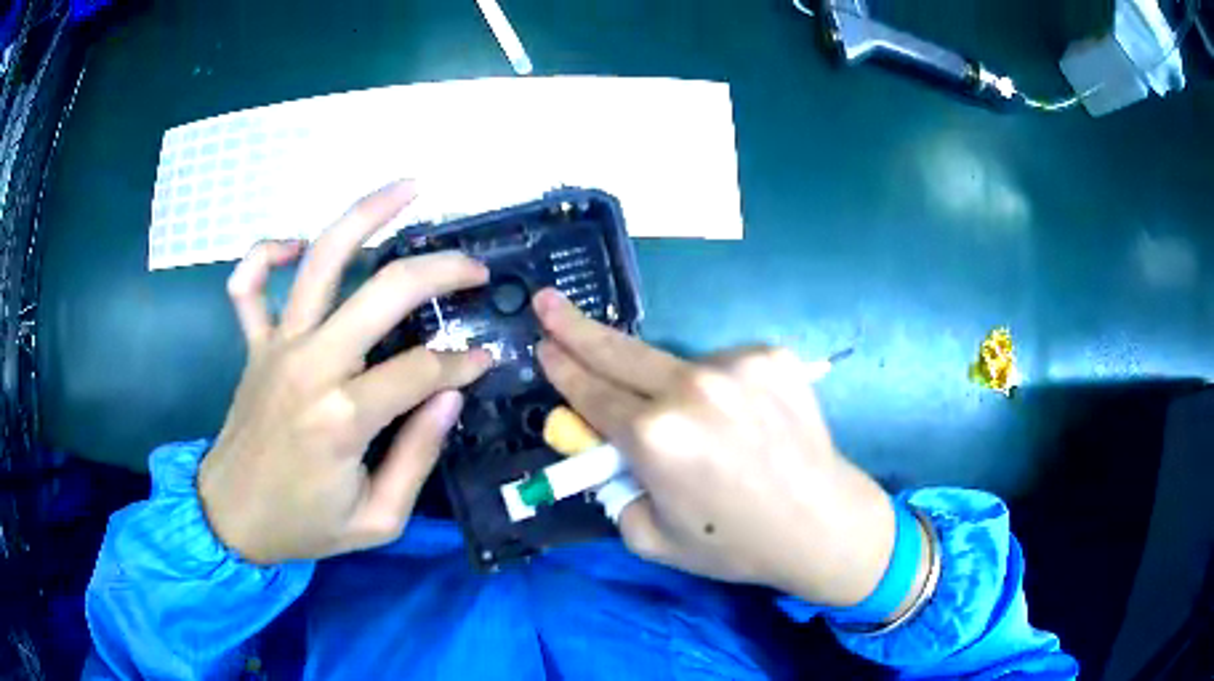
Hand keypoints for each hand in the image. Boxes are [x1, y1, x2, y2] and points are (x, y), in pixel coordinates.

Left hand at [198, 181, 491, 564]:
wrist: (231, 520)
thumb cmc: (304, 526)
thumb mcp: (378, 519)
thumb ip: (418, 456)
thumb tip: (450, 396)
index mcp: (343, 416)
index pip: (423, 368)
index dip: (463, 364)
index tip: (484, 363)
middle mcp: (310, 364)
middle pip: (385, 290)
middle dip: (442, 271)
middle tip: (475, 270)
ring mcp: (276, 345)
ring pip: (322, 259)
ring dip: (367, 214)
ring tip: (409, 188)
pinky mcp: (253, 344)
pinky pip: (248, 284)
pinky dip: (266, 252)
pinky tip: (296, 244)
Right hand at [534, 289, 896, 607]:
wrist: (822, 524)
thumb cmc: (733, 544)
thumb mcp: (650, 536)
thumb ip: (614, 488)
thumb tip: (605, 448)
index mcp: (655, 438)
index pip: (591, 393)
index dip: (563, 369)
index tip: (542, 345)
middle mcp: (691, 389)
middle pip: (618, 351)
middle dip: (575, 326)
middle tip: (546, 300)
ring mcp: (736, 365)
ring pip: (678, 365)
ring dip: (667, 384)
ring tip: (699, 429)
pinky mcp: (771, 356)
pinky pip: (723, 366)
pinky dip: (717, 388)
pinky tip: (739, 420)